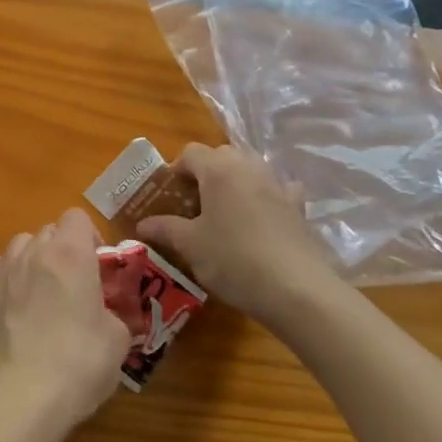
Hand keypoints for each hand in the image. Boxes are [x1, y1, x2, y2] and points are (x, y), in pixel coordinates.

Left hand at [0, 208, 129, 431]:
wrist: (23, 396)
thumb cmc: (80, 363)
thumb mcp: (117, 339)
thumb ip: (111, 311)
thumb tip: (104, 313)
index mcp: (70, 254)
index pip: (76, 217)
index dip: (89, 237)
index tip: (96, 266)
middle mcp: (32, 252)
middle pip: (48, 231)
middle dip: (61, 250)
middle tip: (72, 285)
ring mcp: (1, 272)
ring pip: (19, 248)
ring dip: (32, 261)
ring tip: (40, 295)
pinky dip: (8, 282)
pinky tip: (15, 312)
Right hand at [136, 144, 334, 327]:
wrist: (297, 289)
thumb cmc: (234, 260)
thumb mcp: (191, 246)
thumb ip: (165, 229)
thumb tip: (142, 225)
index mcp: (218, 170)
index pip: (190, 152)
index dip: (176, 170)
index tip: (169, 196)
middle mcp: (249, 167)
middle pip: (222, 155)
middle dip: (206, 172)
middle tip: (194, 203)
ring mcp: (277, 185)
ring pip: (250, 169)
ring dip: (235, 181)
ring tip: (225, 212)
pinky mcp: (298, 207)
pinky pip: (278, 189)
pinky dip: (267, 196)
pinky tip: (262, 218)